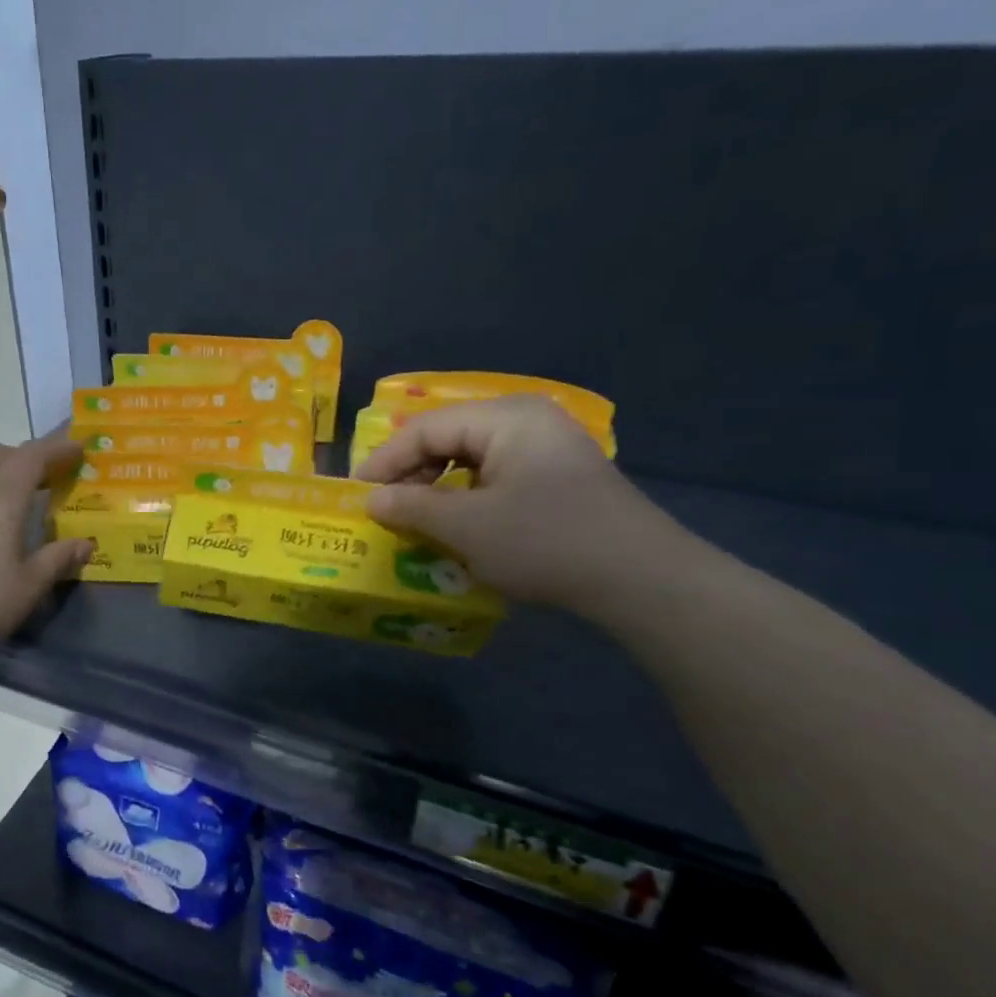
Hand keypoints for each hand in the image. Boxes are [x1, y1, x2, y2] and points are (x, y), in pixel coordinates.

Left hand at [0, 435, 92, 673]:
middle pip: (2, 453)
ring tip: (26, 495)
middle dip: (31, 455)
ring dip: (6, 468)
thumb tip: (86, 543)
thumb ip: (59, 559)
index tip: (80, 449)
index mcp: (2, 500)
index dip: (58, 448)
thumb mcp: (29, 585)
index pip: (32, 457)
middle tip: (54, 475)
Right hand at [354, 396, 693, 610]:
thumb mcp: (466, 526)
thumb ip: (411, 508)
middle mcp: (526, 422)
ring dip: (438, 490)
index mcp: (505, 418)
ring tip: (415, 521)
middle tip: (383, 510)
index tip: (356, 494)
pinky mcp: (557, 479)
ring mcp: (546, 450)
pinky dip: (467, 500)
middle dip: (411, 475)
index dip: (385, 461)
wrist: (639, 578)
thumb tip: (369, 500)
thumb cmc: (544, 540)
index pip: (426, 429)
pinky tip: (457, 527)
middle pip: (449, 439)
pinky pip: (495, 478)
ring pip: (471, 461)